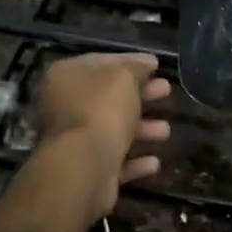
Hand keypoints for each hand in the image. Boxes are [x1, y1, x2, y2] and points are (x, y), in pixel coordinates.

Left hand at [37, 52, 170, 214]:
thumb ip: (136, 67)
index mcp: (66, 76)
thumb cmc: (102, 110)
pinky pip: (113, 160)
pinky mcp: (85, 169)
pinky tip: (154, 162)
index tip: (157, 66)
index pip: (102, 62)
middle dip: (141, 95)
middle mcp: (64, 106)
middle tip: (166, 91)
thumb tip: (146, 63)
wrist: (83, 167)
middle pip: (109, 96)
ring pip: (113, 129)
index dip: (132, 62)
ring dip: (142, 129)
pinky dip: (134, 161)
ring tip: (165, 131)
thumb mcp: (123, 77)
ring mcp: (73, 140)